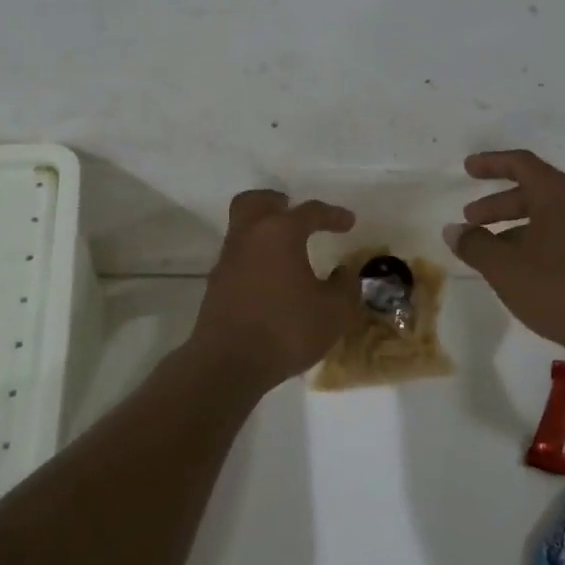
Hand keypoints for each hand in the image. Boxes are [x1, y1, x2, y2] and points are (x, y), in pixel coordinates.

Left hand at [186, 190, 357, 389]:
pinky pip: (237, 255)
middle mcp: (249, 236)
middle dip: (276, 202)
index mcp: (280, 233)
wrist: (229, 362)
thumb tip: (344, 273)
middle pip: (256, 202)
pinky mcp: (216, 284)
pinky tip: (270, 277)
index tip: (348, 221)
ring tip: (286, 249)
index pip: (309, 212)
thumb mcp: (334, 312)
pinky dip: (254, 256)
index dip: (332, 215)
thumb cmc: (286, 329)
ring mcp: (228, 259)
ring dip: (263, 230)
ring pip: (242, 227)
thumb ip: (345, 287)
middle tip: (293, 211)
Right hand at [446, 150, 564, 358]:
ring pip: (547, 216)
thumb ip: (475, 245)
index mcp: (559, 196)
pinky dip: (533, 241)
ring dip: (514, 225)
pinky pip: (560, 236)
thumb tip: (454, 231)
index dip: (491, 163)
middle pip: (533, 190)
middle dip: (498, 203)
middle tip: (470, 218)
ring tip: (488, 249)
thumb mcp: (505, 268)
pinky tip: (518, 269)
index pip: (521, 164)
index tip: (468, 168)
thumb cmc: (558, 289)